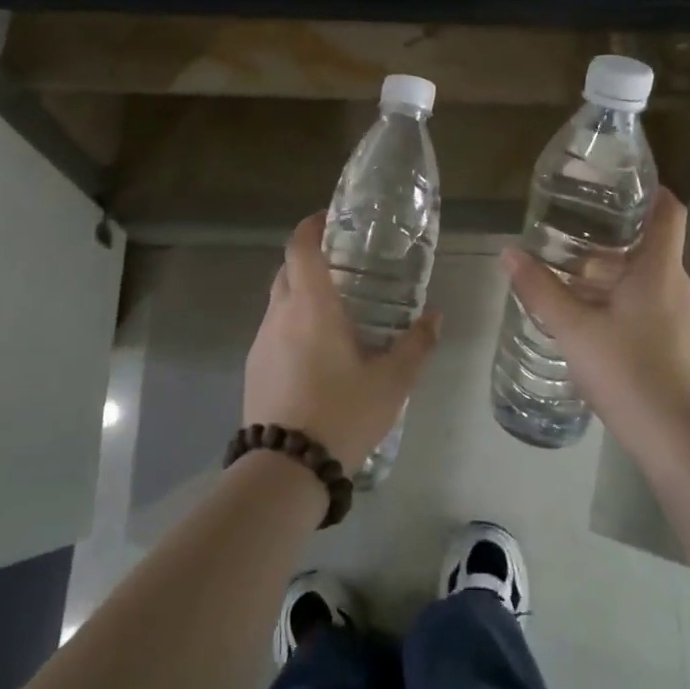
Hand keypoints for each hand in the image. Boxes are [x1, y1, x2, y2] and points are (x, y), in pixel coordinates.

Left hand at [244, 213, 441, 471]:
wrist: (286, 469)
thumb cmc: (342, 413)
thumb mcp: (392, 381)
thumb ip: (417, 344)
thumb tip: (436, 316)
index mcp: (311, 305)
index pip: (301, 245)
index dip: (312, 225)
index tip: (332, 219)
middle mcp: (280, 313)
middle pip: (288, 268)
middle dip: (311, 258)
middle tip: (344, 265)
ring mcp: (261, 341)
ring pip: (279, 300)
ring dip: (301, 293)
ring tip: (335, 311)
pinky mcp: (253, 367)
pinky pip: (273, 329)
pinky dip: (292, 324)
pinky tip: (316, 351)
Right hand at [500, 188, 689, 453]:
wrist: (672, 436)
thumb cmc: (626, 369)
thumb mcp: (573, 327)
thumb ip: (539, 288)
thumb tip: (508, 252)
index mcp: (660, 268)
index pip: (669, 210)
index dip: (650, 189)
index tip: (616, 182)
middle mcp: (675, 283)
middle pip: (651, 240)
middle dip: (614, 229)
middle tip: (573, 222)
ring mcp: (678, 312)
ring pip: (646, 272)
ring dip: (612, 264)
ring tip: (570, 263)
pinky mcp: (674, 337)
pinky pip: (647, 297)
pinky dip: (619, 291)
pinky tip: (586, 307)